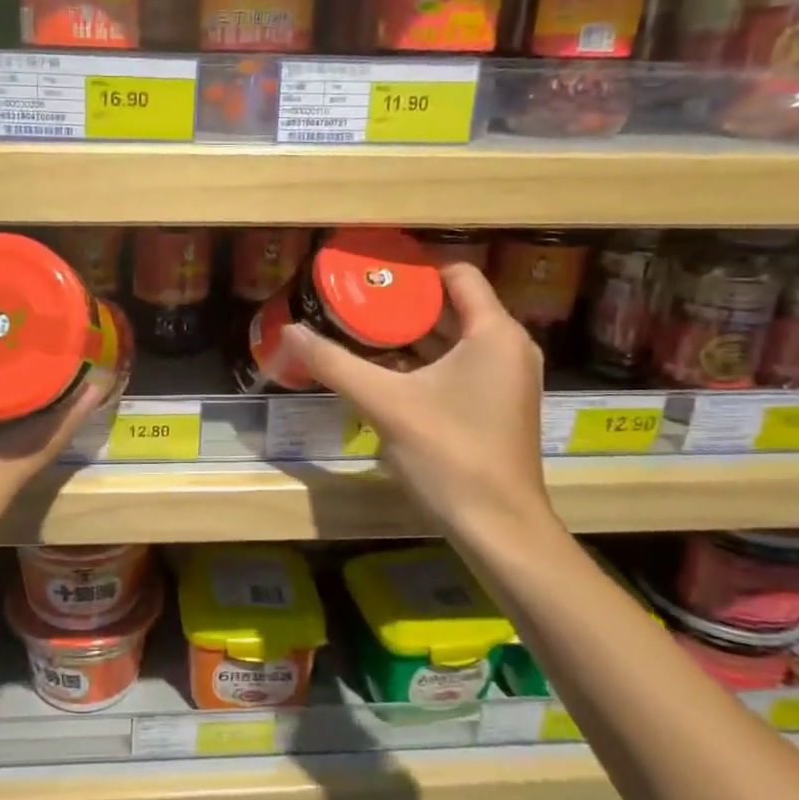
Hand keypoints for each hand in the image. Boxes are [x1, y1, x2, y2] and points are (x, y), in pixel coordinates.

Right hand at [281, 262, 557, 549]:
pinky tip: (384, 373)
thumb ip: (335, 363)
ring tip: (360, 333)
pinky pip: (459, 367)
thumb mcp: (385, 404)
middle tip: (354, 305)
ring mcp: (506, 380)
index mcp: (495, 333)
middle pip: (453, 307)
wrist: (498, 527)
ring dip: (411, 336)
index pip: (458, 275)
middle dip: (403, 306)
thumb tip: (289, 332)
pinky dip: (425, 364)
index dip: (414, 272)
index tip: (370, 277)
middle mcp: (509, 348)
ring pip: (455, 340)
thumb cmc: (449, 454)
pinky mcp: (497, 406)